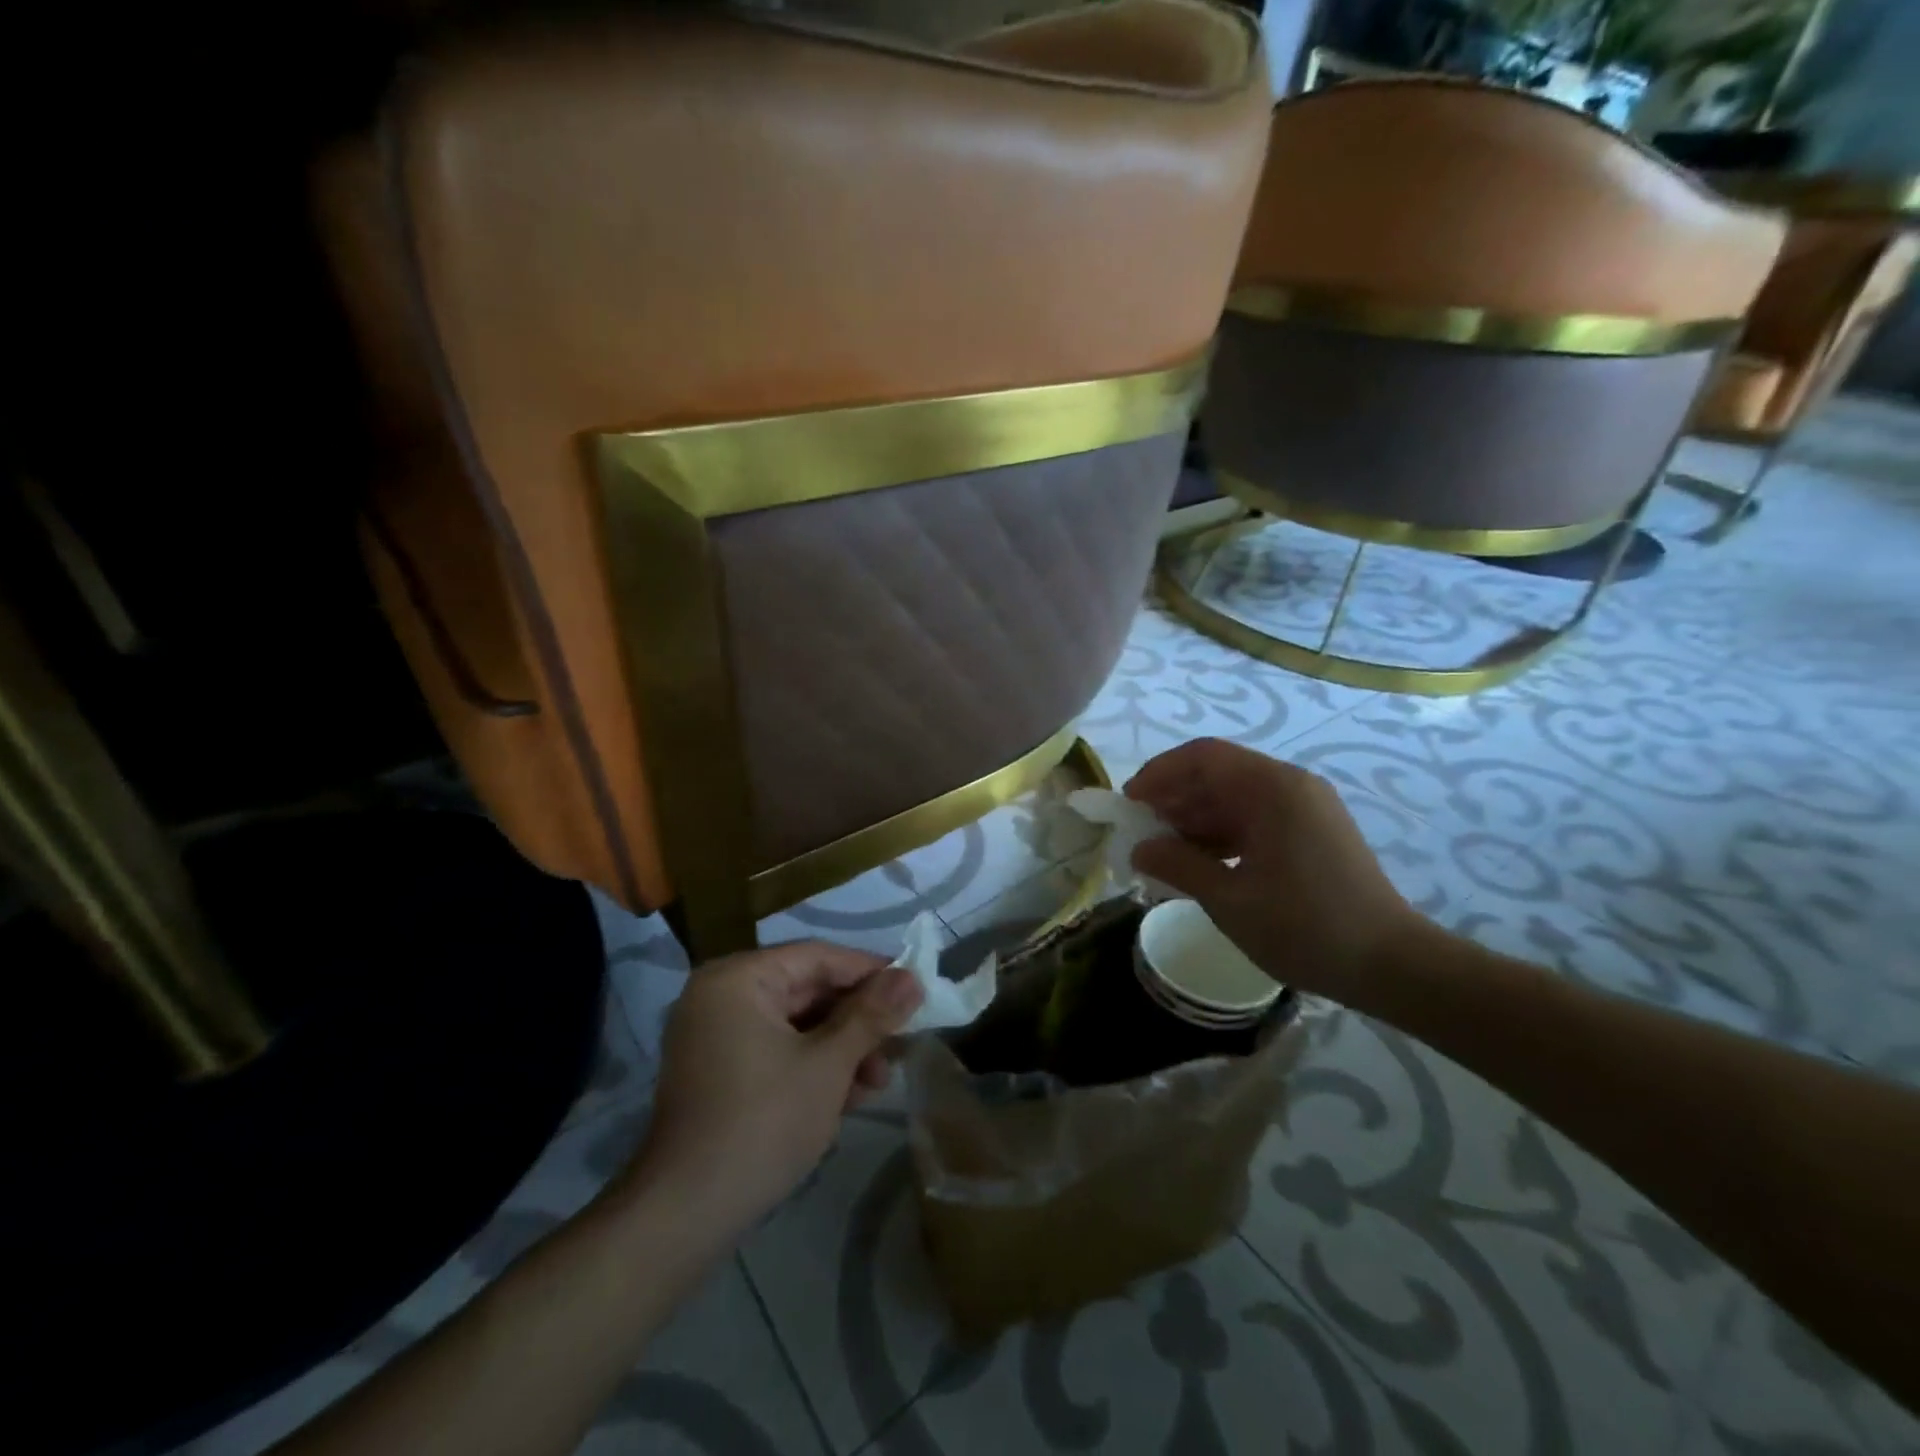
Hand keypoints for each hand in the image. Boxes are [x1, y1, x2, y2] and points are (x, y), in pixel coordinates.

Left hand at [630, 941, 922, 1232]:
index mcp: (738, 978)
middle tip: (900, 1043)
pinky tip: (847, 1096)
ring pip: (796, 1024)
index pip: (818, 957)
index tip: (915, 989)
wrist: (683, 1216)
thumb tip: (912, 976)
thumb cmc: (762, 1124)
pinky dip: (812, 1066)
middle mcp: (721, 995)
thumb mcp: (828, 1065)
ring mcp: (715, 1035)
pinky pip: (776, 1049)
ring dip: (840, 1049)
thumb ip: (872, 1015)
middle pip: (807, 990)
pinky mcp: (718, 1071)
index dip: (871, 972)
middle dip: (857, 1021)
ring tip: (877, 1083)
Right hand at [1125, 738, 1421, 1006]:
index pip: (1203, 757)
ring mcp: (1306, 807)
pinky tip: (1200, 861)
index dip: (1159, 773)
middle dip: (1174, 798)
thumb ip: (1178, 865)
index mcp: (1273, 789)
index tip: (1129, 803)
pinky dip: (1223, 833)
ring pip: (1235, 797)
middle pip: (1218, 773)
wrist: (1391, 965)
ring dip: (1196, 817)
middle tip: (1141, 831)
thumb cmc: (1305, 928)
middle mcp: (1291, 785)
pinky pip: (1256, 817)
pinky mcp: (1313, 831)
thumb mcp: (1229, 899)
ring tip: (1164, 850)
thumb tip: (1139, 848)